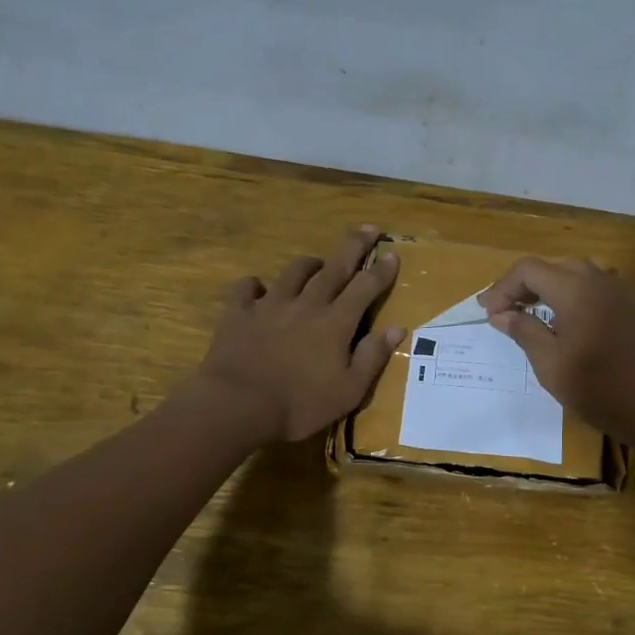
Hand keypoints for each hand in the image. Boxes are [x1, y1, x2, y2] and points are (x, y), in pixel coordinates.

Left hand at [194, 227, 403, 443]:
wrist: (236, 406)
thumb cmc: (299, 405)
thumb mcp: (348, 391)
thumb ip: (372, 356)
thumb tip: (397, 328)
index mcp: (336, 322)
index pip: (365, 287)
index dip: (381, 270)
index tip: (393, 253)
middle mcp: (306, 304)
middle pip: (335, 267)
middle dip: (354, 245)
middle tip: (369, 228)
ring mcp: (270, 305)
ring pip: (294, 272)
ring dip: (310, 264)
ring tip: (318, 263)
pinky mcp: (238, 313)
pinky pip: (246, 288)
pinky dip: (255, 285)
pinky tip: (259, 290)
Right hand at [478, 258, 634, 447]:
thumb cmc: (596, 387)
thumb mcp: (549, 363)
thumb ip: (523, 330)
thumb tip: (500, 314)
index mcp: (575, 289)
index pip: (528, 269)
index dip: (503, 287)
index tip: (488, 312)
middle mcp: (597, 279)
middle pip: (551, 266)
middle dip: (523, 285)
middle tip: (504, 311)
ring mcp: (617, 290)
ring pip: (574, 272)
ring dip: (547, 287)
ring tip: (529, 312)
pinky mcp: (629, 305)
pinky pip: (593, 286)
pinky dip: (570, 293)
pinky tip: (563, 319)